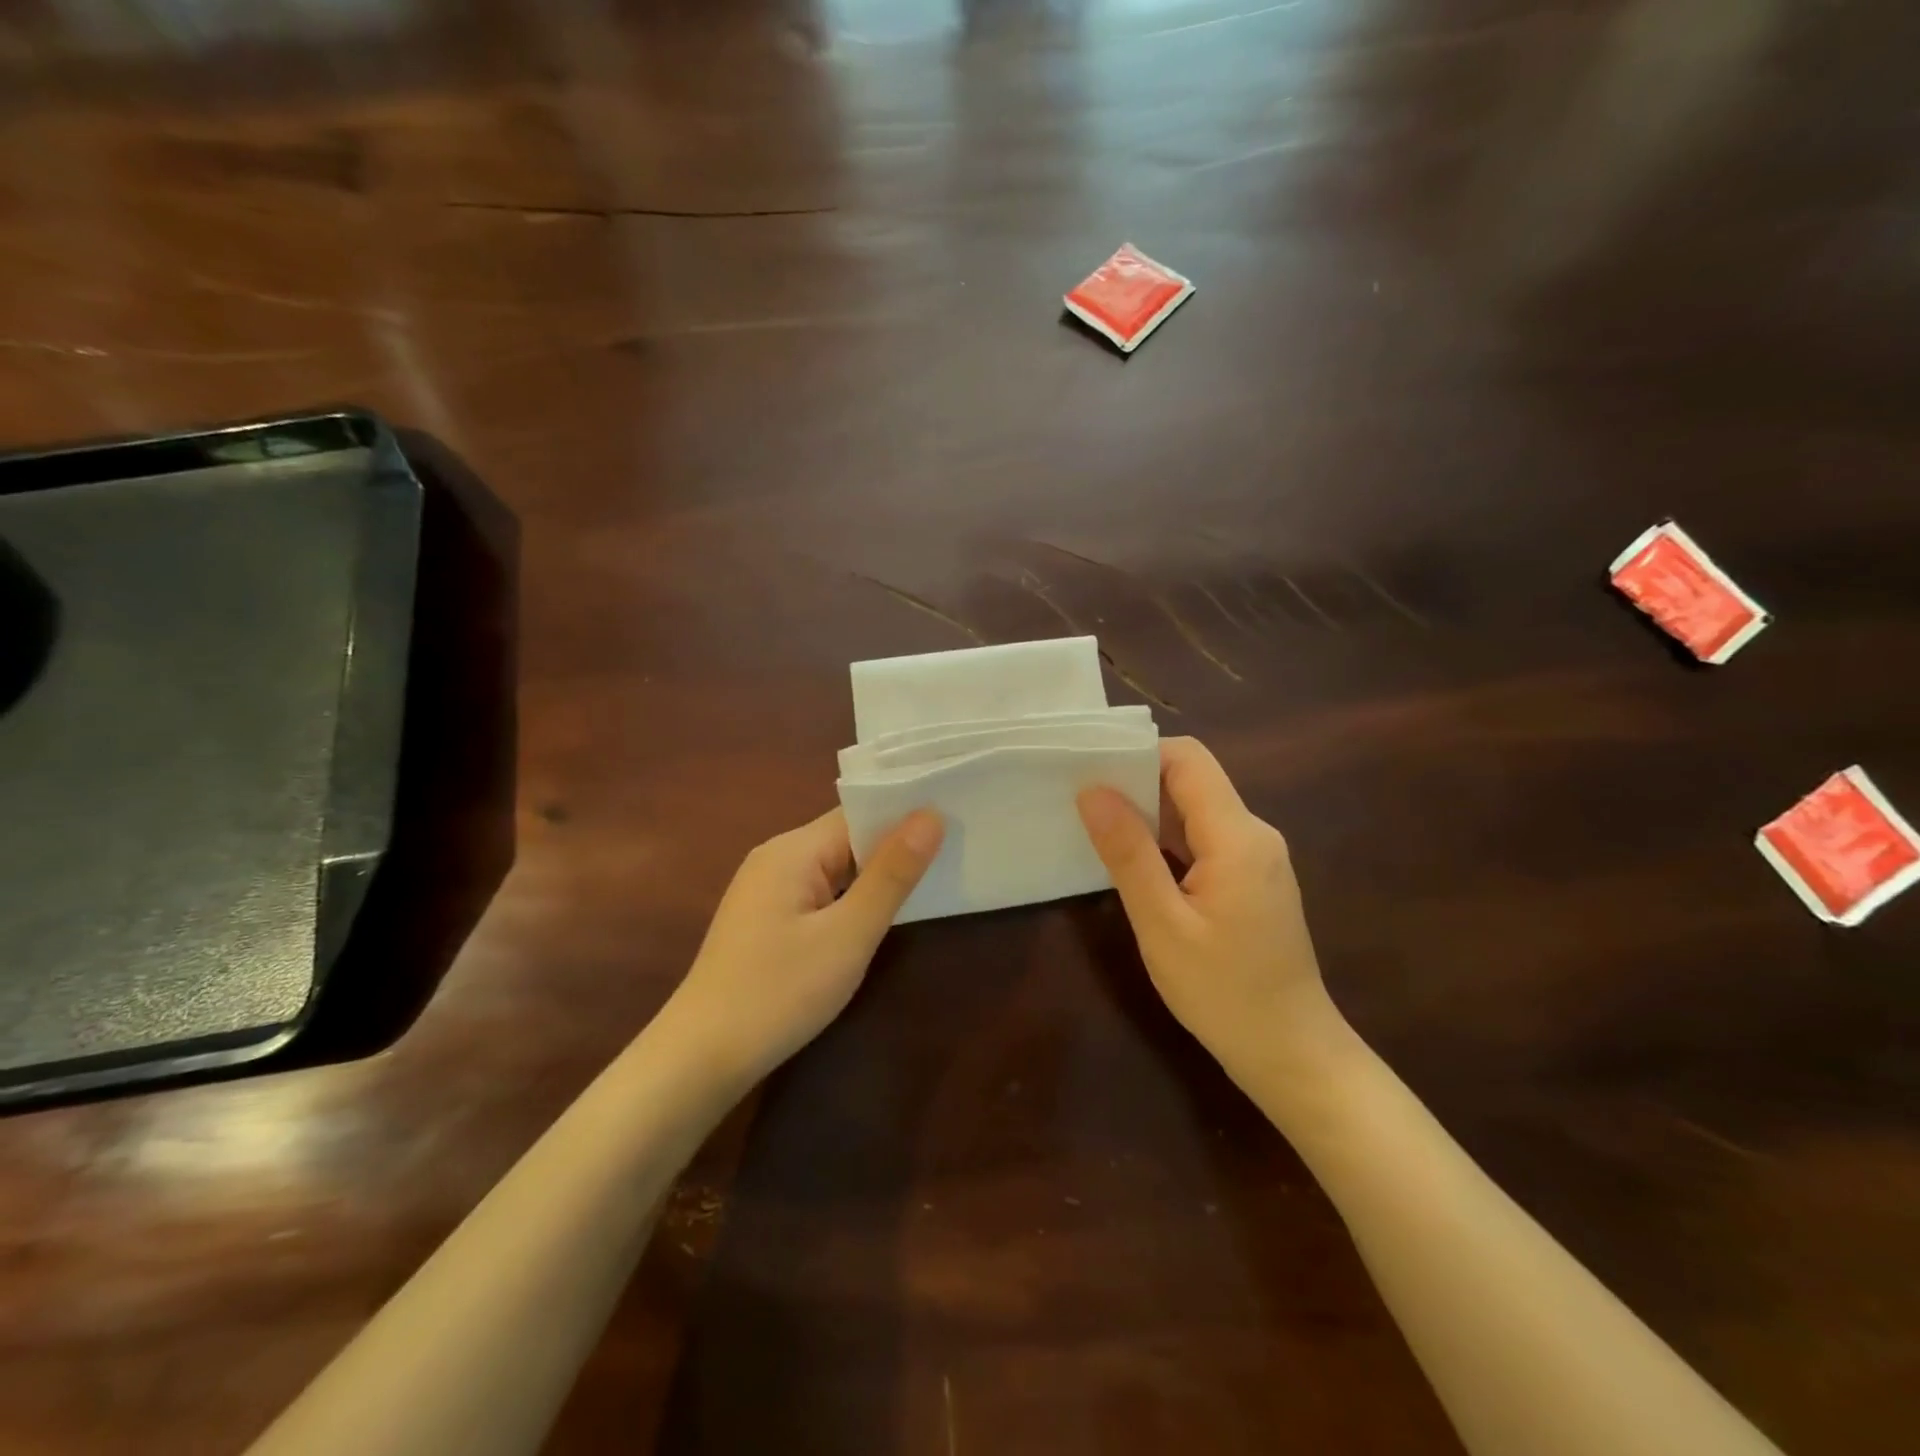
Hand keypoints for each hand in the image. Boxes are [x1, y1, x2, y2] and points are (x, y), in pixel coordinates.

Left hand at [666, 808, 942, 1088]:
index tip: (954, 820)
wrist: (701, 1058)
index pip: (858, 814)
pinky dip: (849, 898)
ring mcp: (766, 889)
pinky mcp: (765, 918)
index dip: (905, 816)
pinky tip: (876, 917)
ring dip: (873, 876)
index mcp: (792, 850)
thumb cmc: (779, 992)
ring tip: (929, 881)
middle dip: (894, 847)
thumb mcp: (848, 935)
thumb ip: (891, 875)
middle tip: (953, 852)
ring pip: (834, 867)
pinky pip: (819, 892)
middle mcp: (775, 857)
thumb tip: (931, 816)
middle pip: (846, 838)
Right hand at [1076, 737, 1346, 1087]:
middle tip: (1081, 801)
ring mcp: (1258, 857)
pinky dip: (1168, 839)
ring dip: (1150, 813)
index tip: (1089, 770)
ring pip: (1197, 809)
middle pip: (1192, 780)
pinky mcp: (1253, 879)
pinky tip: (1135, 862)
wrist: (1292, 1054)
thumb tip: (1092, 790)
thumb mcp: (1162, 924)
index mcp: (1237, 836)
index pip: (1187, 759)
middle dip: (1136, 782)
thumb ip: (1128, 852)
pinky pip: (1206, 838)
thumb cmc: (1223, 993)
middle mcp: (1255, 833)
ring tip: (1097, 827)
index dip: (1137, 753)